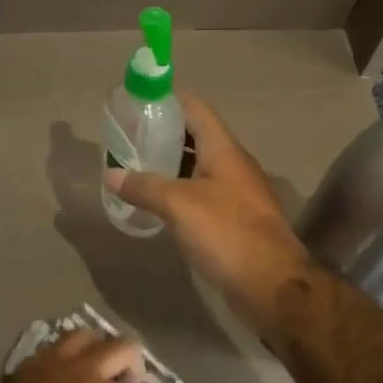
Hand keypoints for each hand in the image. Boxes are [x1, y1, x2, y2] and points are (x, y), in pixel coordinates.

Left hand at [0, 330, 183, 382]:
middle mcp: (86, 372)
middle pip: (122, 348)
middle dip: (134, 362)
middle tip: (129, 380)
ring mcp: (56, 362)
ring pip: (87, 335)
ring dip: (99, 347)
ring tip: (97, 364)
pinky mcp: (30, 364)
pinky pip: (56, 346)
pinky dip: (68, 354)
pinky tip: (66, 369)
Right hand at [104, 93, 314, 329]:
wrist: (271, 283)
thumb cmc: (226, 232)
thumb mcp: (178, 205)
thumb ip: (144, 186)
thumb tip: (111, 174)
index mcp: (224, 149)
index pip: (196, 109)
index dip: (169, 100)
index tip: (139, 102)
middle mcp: (234, 164)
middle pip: (198, 136)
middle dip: (165, 134)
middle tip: (131, 138)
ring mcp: (239, 192)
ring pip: (201, 166)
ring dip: (173, 164)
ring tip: (139, 168)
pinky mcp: (238, 218)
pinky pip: (205, 193)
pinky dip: (182, 191)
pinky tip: (161, 204)